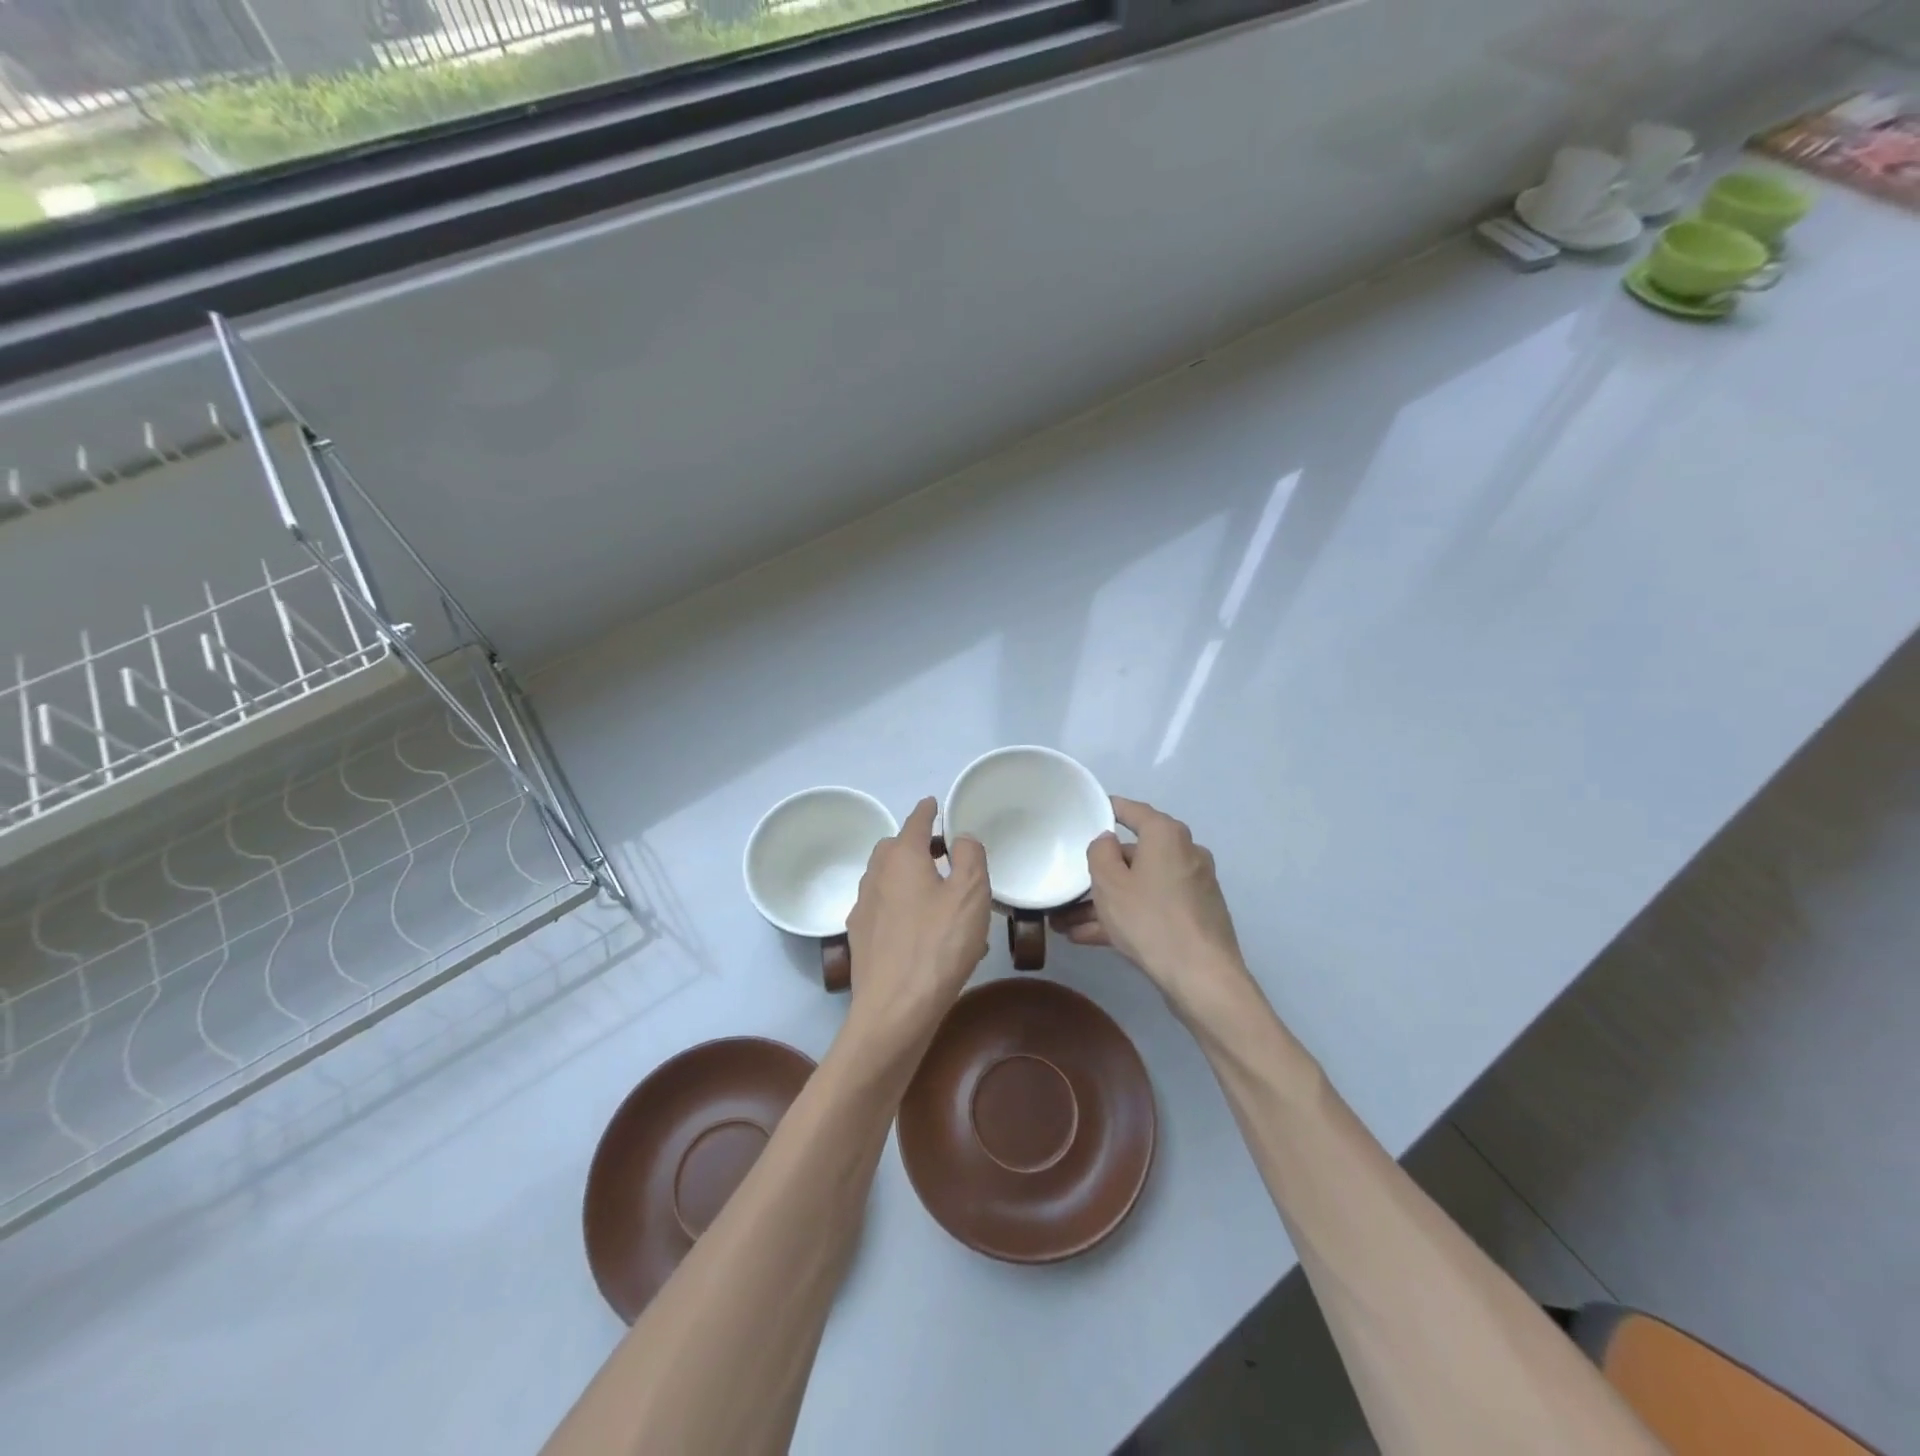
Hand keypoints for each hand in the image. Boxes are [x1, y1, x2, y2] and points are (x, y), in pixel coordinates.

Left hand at [844, 797, 989, 1048]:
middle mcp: (876, 876)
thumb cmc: (938, 945)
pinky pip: (882, 907)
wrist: (895, 1009)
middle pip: (893, 848)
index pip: (915, 822)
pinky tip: (917, 925)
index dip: (927, 811)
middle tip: (940, 851)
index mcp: (902, 858)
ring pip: (885, 877)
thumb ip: (970, 856)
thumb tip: (961, 837)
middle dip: (914, 843)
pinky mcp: (860, 938)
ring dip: (906, 874)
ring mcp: (863, 908)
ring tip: (933, 888)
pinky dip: (899, 903)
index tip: (933, 803)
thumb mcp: (970, 894)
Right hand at [1052, 797, 1255, 1021]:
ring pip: (1140, 886)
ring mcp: (1192, 887)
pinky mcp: (1194, 916)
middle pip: (1134, 855)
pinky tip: (1089, 937)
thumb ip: (1100, 853)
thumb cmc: (1150, 919)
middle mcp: (1185, 854)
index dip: (1108, 809)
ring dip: (1105, 902)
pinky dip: (1125, 917)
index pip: (1133, 811)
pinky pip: (1152, 907)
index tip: (1087, 811)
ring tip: (1067, 923)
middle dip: (1099, 873)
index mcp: (1167, 836)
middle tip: (1069, 884)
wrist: (1202, 977)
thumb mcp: (1110, 883)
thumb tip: (1108, 841)